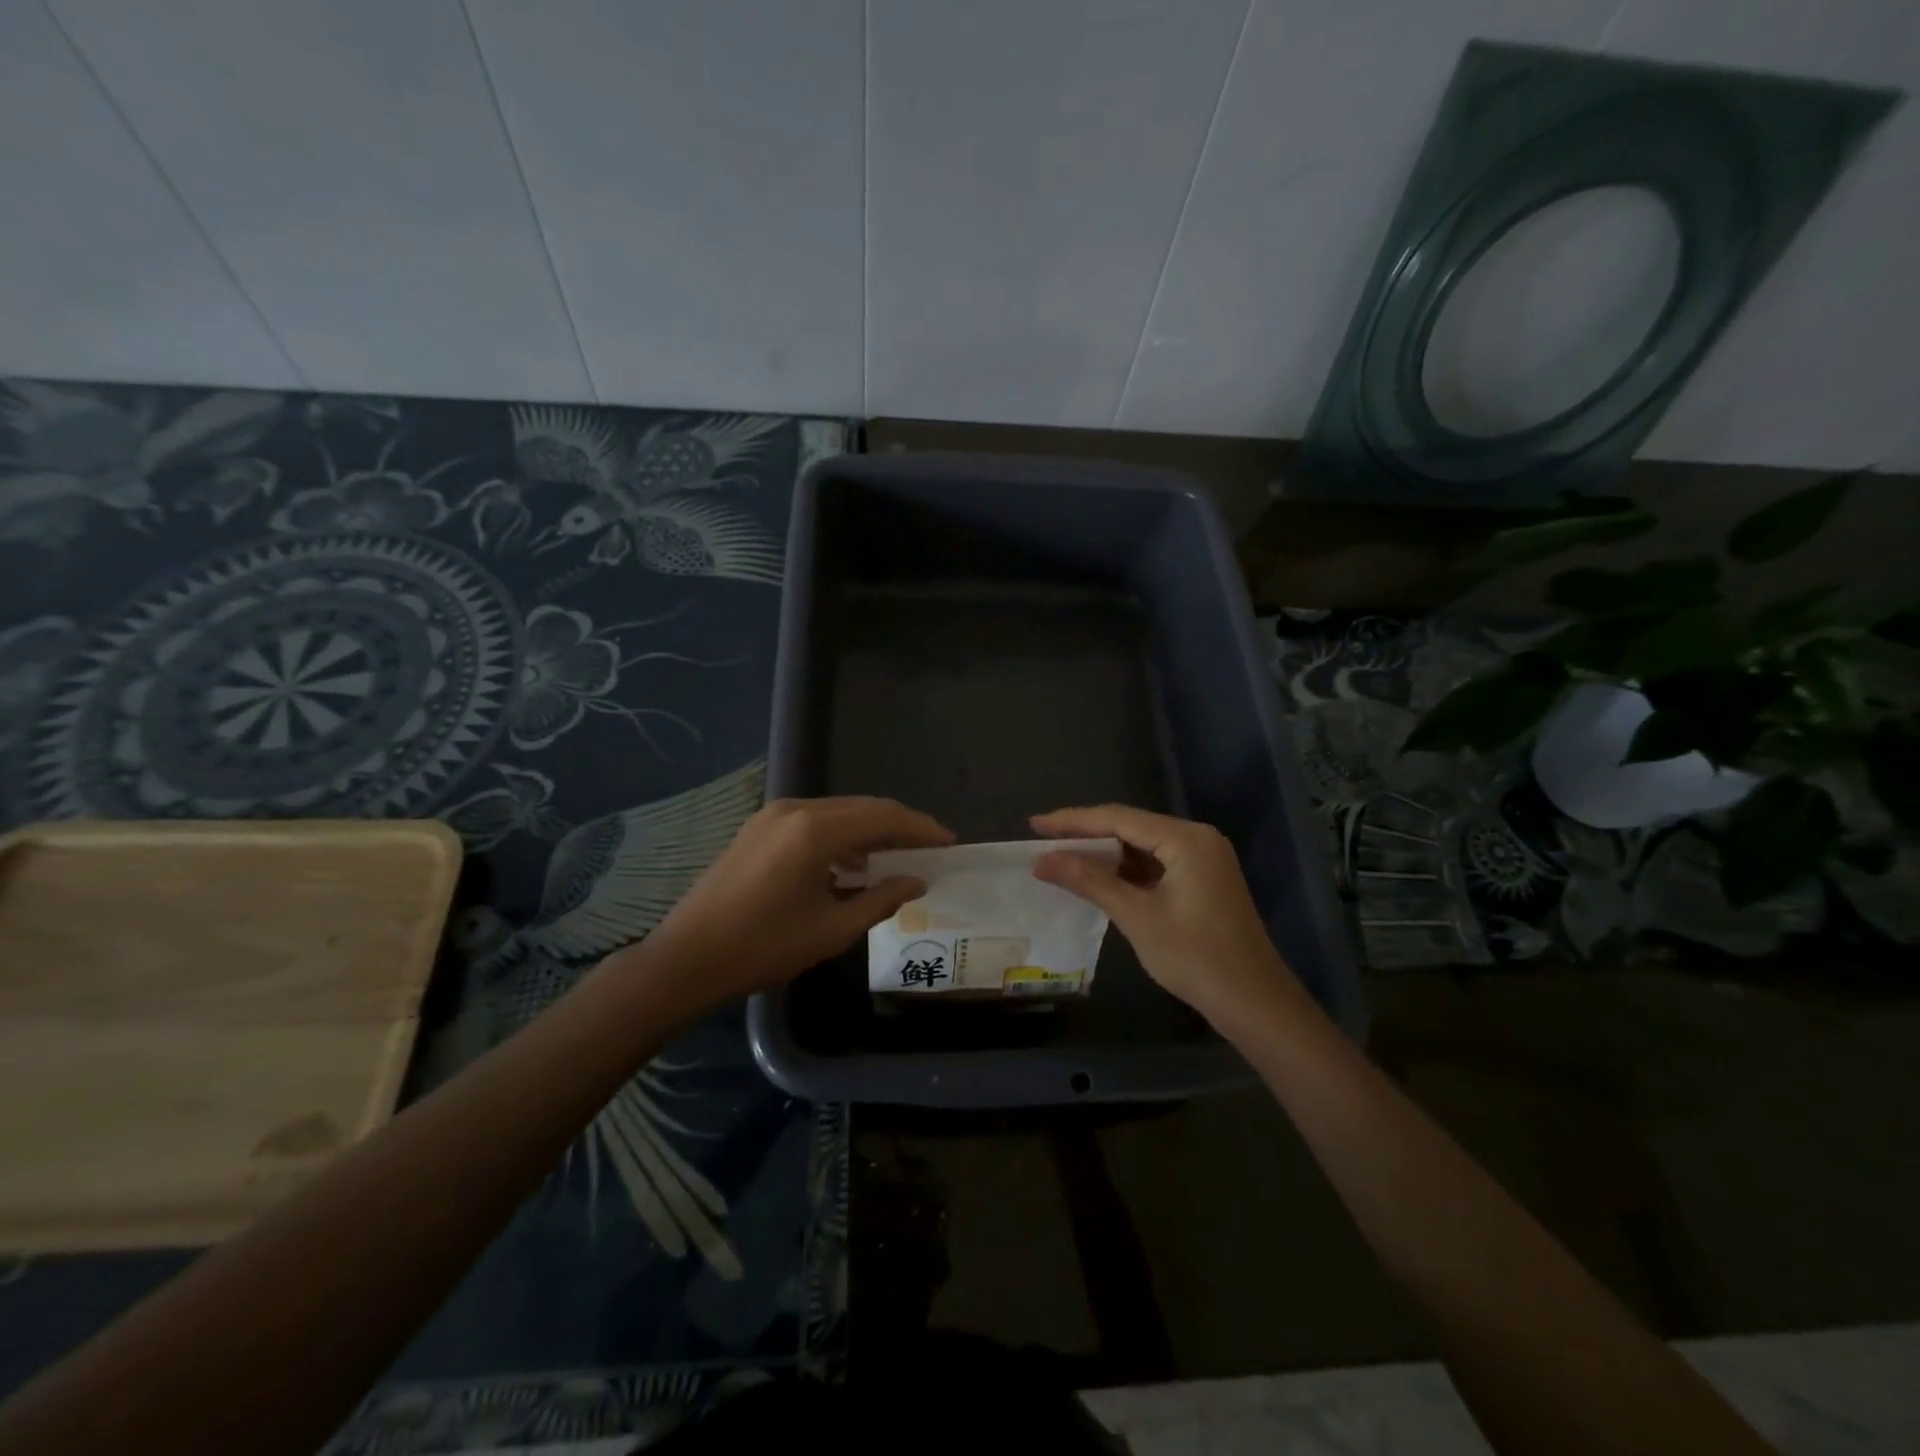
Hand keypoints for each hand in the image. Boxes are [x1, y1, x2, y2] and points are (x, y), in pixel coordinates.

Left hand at [642, 796, 954, 1006]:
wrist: (687, 959)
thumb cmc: (763, 948)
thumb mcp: (831, 930)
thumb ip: (880, 900)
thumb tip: (917, 882)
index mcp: (815, 830)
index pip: (884, 817)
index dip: (921, 828)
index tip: (950, 843)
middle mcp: (795, 810)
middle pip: (863, 808)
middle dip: (900, 827)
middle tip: (930, 849)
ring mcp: (773, 815)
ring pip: (839, 812)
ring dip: (871, 831)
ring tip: (898, 858)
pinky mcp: (759, 828)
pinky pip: (814, 821)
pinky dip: (842, 837)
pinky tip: (852, 865)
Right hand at [1031, 804, 1305, 1029]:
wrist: (1254, 1003)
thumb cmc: (1195, 957)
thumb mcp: (1136, 916)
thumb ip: (1089, 881)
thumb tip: (1043, 860)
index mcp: (1186, 838)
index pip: (1118, 818)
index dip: (1072, 821)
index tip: (1035, 824)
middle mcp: (1197, 838)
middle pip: (1130, 826)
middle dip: (1086, 833)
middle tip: (1043, 838)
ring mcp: (1203, 859)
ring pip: (1142, 845)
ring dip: (1104, 852)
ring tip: (1061, 855)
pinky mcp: (1203, 880)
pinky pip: (1156, 863)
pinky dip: (1125, 869)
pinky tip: (1097, 876)